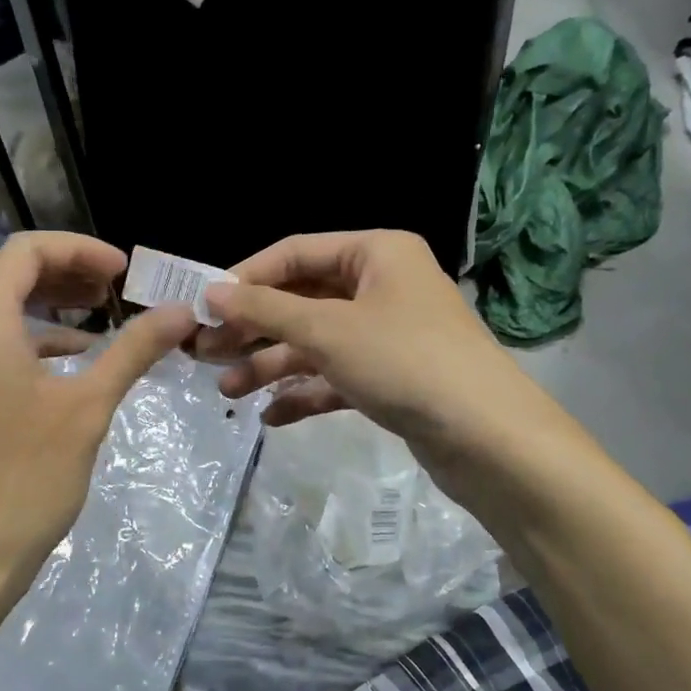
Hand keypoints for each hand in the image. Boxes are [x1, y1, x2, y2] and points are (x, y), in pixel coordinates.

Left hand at [0, 232, 197, 627]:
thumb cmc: (27, 478)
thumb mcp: (89, 408)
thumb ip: (134, 350)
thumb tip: (182, 311)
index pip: (25, 252)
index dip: (79, 249)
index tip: (123, 272)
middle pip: (8, 276)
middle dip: (65, 272)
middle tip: (115, 289)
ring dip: (48, 306)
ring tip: (100, 320)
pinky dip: (31, 340)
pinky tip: (70, 364)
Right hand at [199, 231, 561, 477]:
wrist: (488, 438)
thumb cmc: (404, 361)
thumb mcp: (326, 330)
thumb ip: (265, 309)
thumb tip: (211, 291)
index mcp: (375, 252)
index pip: (294, 252)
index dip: (245, 278)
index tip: (203, 307)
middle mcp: (382, 285)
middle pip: (302, 299)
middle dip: (254, 328)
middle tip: (205, 352)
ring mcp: (388, 333)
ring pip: (316, 342)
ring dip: (272, 365)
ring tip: (227, 391)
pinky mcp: (392, 376)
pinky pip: (337, 375)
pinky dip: (305, 392)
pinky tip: (272, 416)